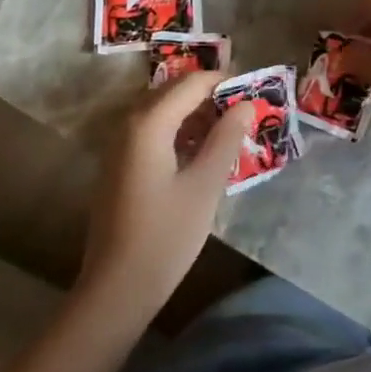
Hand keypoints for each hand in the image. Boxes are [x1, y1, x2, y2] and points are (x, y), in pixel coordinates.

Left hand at [78, 72, 251, 321]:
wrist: (116, 290)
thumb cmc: (166, 236)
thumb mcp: (205, 185)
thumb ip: (226, 138)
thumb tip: (245, 104)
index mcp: (149, 123)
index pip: (192, 83)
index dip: (224, 82)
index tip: (254, 92)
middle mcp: (129, 124)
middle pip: (174, 92)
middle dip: (210, 96)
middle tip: (244, 111)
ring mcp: (119, 145)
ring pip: (163, 111)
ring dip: (195, 114)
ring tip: (229, 131)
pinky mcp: (119, 165)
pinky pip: (153, 131)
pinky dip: (179, 131)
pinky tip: (201, 153)